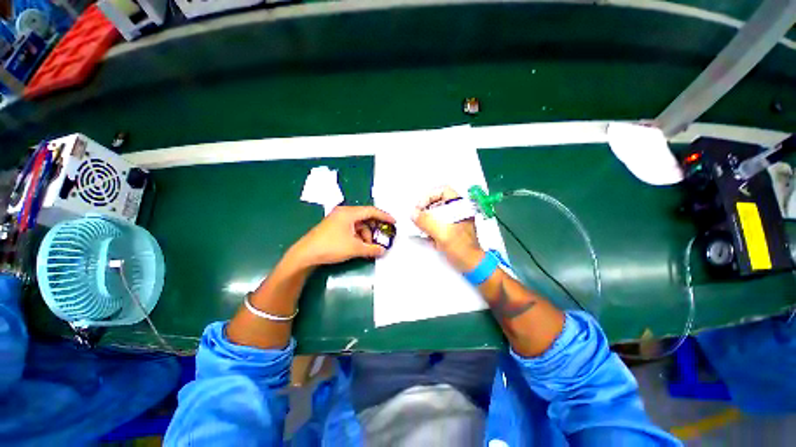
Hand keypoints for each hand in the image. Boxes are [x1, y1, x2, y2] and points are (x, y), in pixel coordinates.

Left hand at [288, 206, 395, 268]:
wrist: (305, 255)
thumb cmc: (331, 247)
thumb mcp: (354, 248)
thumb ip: (371, 249)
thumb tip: (383, 251)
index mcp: (349, 213)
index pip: (372, 211)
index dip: (384, 216)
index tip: (394, 222)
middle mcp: (344, 213)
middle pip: (365, 218)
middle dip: (374, 229)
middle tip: (381, 238)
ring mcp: (337, 219)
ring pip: (358, 225)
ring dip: (366, 235)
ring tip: (368, 248)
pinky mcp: (334, 227)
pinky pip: (351, 229)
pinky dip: (358, 236)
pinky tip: (359, 246)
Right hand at [411, 186, 484, 271]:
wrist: (471, 265)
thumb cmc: (461, 248)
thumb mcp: (442, 234)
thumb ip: (426, 222)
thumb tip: (413, 213)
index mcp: (460, 206)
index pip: (442, 191)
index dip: (429, 196)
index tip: (420, 208)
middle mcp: (457, 210)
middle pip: (437, 202)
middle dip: (425, 210)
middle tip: (417, 219)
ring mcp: (453, 220)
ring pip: (435, 213)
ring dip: (426, 221)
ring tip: (423, 230)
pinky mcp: (450, 229)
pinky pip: (436, 223)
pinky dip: (430, 229)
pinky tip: (430, 238)